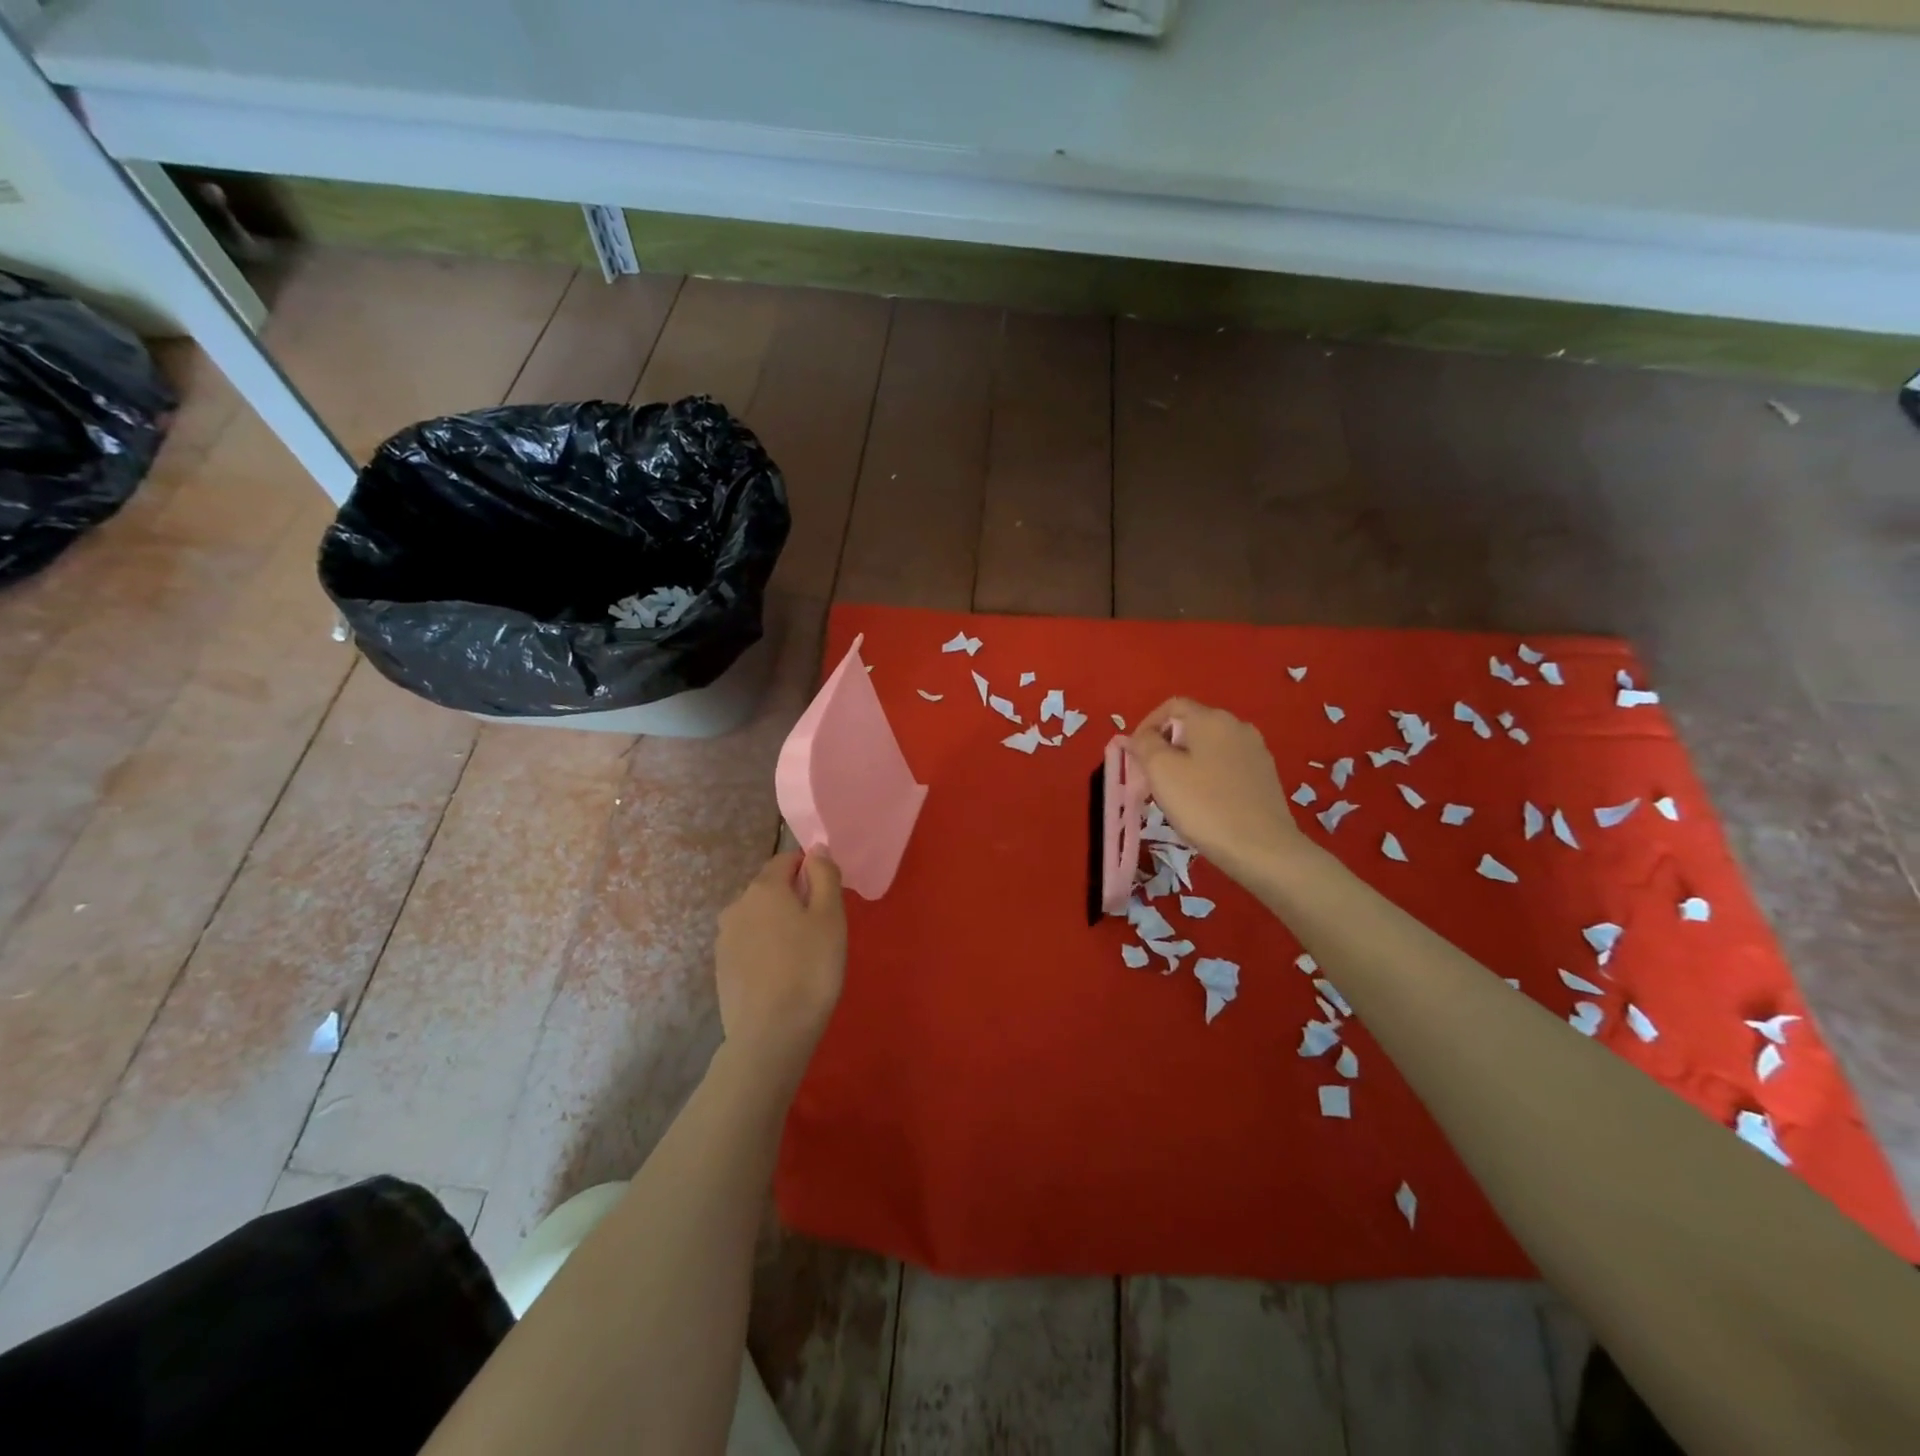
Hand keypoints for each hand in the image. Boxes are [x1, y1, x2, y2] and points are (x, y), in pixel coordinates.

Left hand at [715, 851, 846, 1089]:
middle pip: (771, 889)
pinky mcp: (721, 967)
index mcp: (764, 887)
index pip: (787, 860)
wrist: (770, 1034)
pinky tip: (782, 974)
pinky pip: (749, 944)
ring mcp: (724, 938)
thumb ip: (824, 876)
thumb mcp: (830, 917)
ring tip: (803, 955)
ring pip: (758, 917)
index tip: (829, 897)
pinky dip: (765, 949)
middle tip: (821, 929)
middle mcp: (737, 905)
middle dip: (794, 899)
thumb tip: (816, 849)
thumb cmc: (810, 969)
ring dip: (779, 925)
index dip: (810, 871)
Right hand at [1128, 698, 1303, 886]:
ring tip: (1176, 793)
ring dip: (1187, 762)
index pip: (1171, 706)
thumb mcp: (1161, 771)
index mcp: (1211, 718)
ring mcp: (1256, 751)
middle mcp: (1237, 726)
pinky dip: (1209, 775)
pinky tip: (1204, 803)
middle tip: (1150, 778)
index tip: (1135, 756)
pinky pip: (1227, 765)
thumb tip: (1139, 736)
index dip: (1147, 725)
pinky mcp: (1266, 775)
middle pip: (1191, 726)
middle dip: (1166, 747)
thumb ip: (1144, 744)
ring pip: (1209, 747)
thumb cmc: (1204, 806)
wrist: (1262, 848)